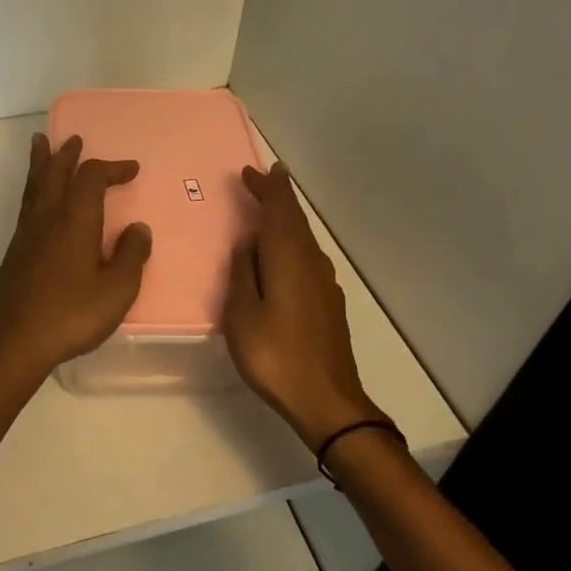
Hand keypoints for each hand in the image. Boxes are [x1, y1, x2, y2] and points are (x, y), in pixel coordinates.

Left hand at [0, 133, 152, 381]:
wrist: (15, 342)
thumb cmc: (71, 315)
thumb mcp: (117, 290)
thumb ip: (131, 256)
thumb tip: (138, 228)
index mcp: (75, 220)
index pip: (92, 178)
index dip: (112, 168)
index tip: (132, 169)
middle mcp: (47, 217)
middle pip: (55, 172)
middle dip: (67, 154)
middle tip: (74, 139)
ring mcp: (26, 234)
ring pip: (34, 185)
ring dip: (41, 163)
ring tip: (40, 144)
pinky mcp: (14, 252)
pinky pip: (25, 204)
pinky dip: (32, 188)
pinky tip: (36, 201)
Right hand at [224, 163, 387, 452]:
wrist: (326, 400)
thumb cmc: (275, 355)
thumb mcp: (242, 314)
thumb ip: (243, 273)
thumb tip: (247, 243)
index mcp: (289, 259)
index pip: (280, 210)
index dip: (267, 187)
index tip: (252, 171)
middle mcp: (311, 263)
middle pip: (296, 220)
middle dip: (279, 197)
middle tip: (261, 179)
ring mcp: (324, 284)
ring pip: (304, 238)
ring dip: (286, 219)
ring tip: (267, 212)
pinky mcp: (328, 303)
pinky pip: (307, 258)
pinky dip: (292, 243)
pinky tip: (281, 256)